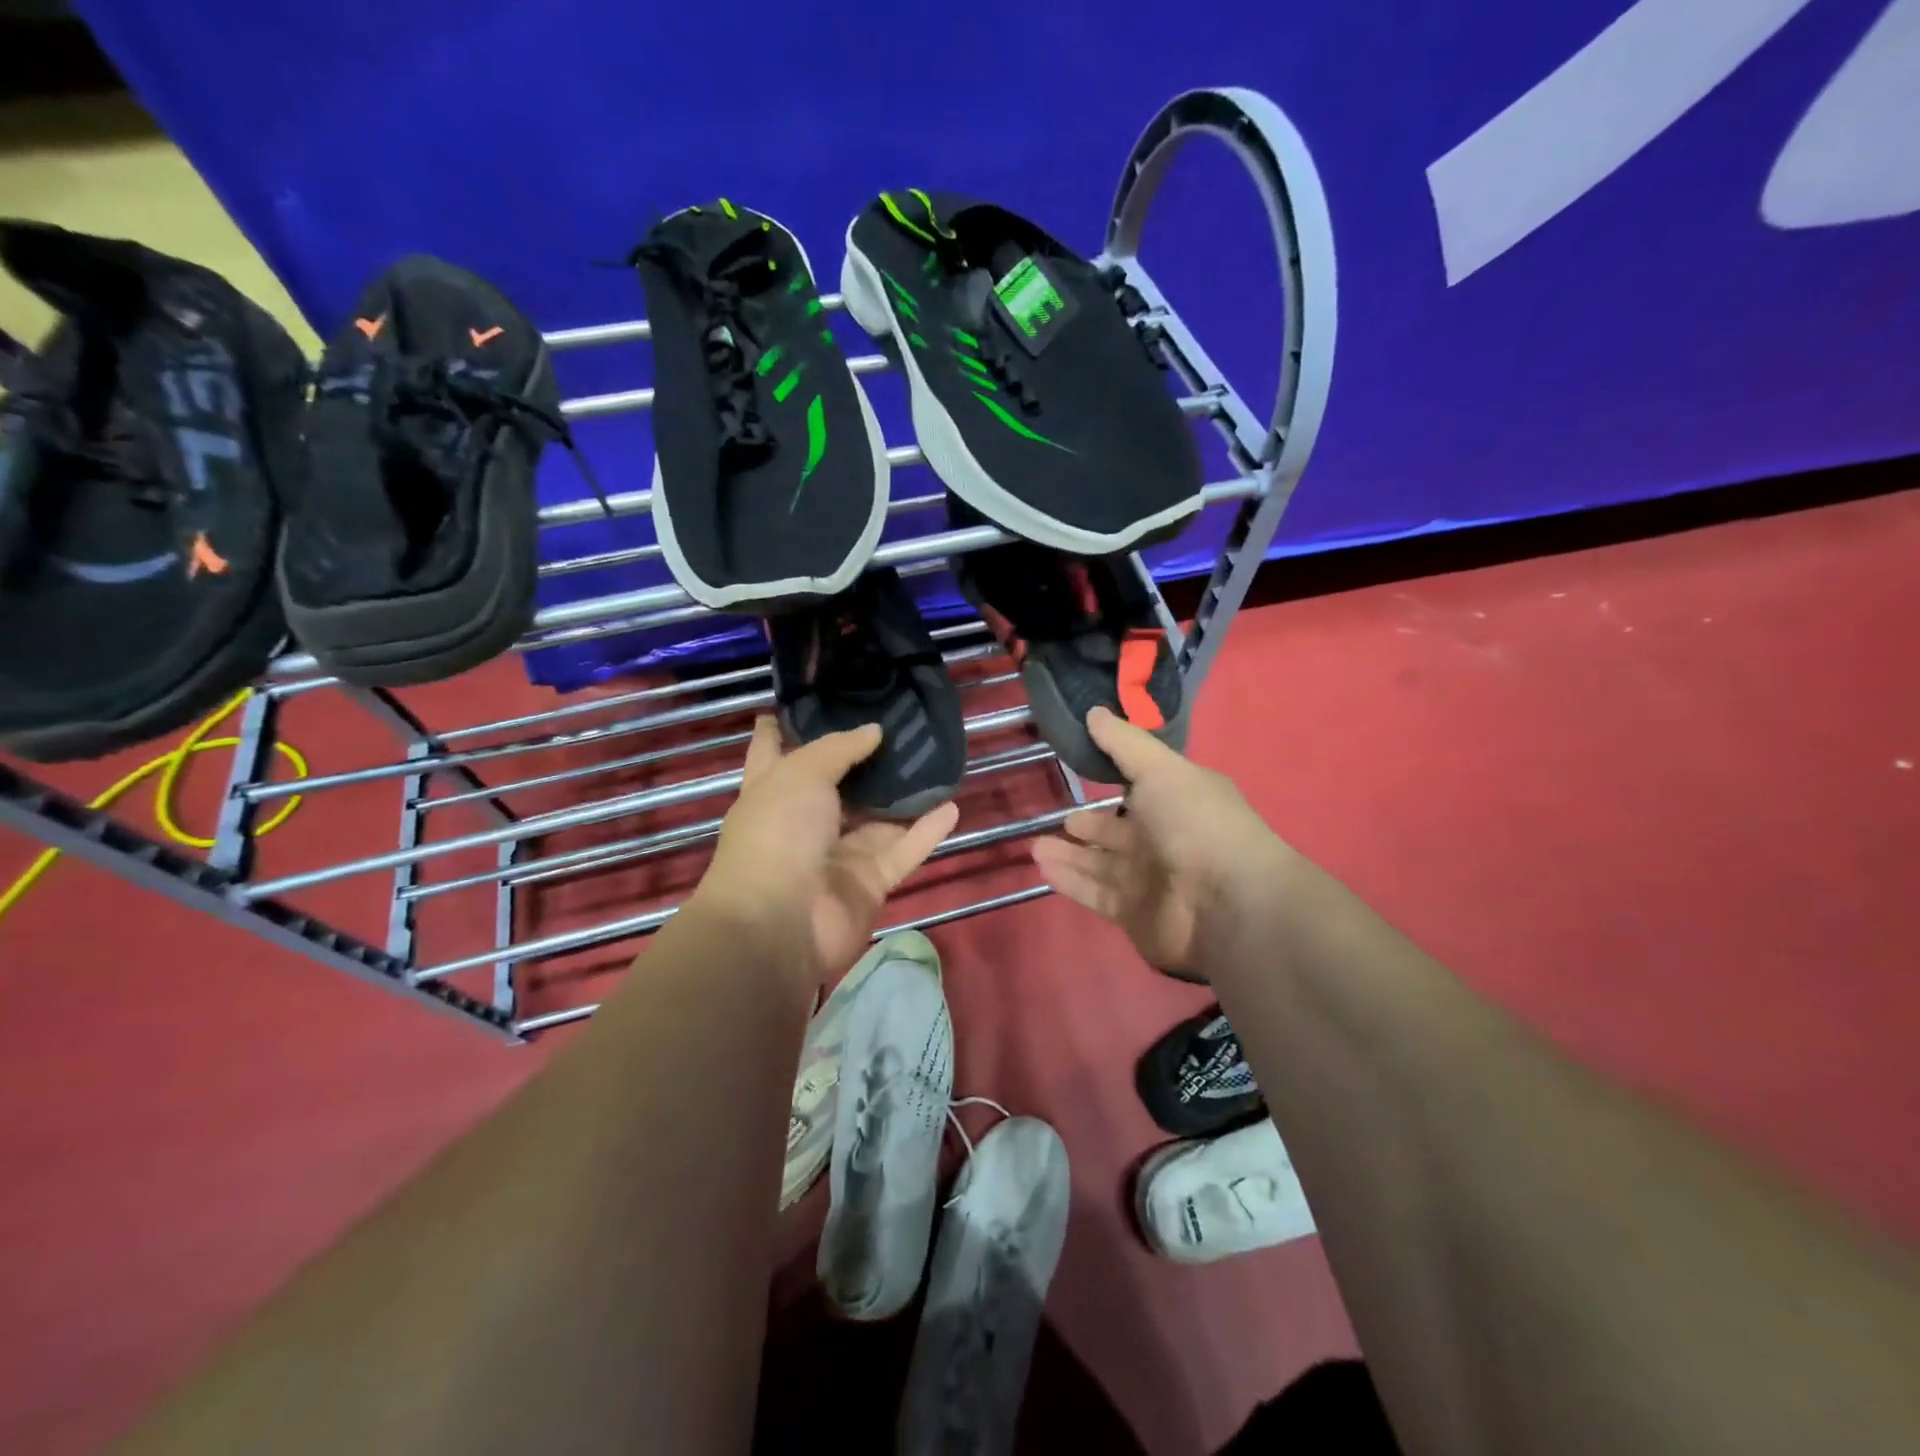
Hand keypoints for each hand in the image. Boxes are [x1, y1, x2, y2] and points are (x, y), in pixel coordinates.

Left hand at [695, 716, 958, 987]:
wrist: (782, 921)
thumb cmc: (778, 832)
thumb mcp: (801, 773)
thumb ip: (840, 748)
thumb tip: (874, 731)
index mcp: (772, 792)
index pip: (771, 751)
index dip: (780, 728)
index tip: (798, 701)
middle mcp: (804, 822)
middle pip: (836, 784)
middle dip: (862, 758)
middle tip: (897, 724)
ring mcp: (838, 855)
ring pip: (878, 818)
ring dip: (904, 795)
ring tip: (936, 760)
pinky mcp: (869, 882)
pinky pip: (903, 850)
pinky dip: (926, 831)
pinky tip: (953, 806)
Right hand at [1031, 707, 1285, 976]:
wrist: (1227, 903)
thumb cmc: (1196, 823)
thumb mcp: (1160, 769)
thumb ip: (1124, 743)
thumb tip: (1094, 711)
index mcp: (1179, 801)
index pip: (1144, 788)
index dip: (1117, 779)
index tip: (1084, 768)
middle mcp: (1166, 840)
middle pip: (1120, 831)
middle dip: (1091, 825)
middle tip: (1061, 816)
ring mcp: (1151, 880)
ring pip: (1102, 864)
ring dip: (1070, 854)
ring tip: (1036, 844)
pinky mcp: (1134, 914)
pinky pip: (1095, 893)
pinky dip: (1070, 880)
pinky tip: (1042, 866)